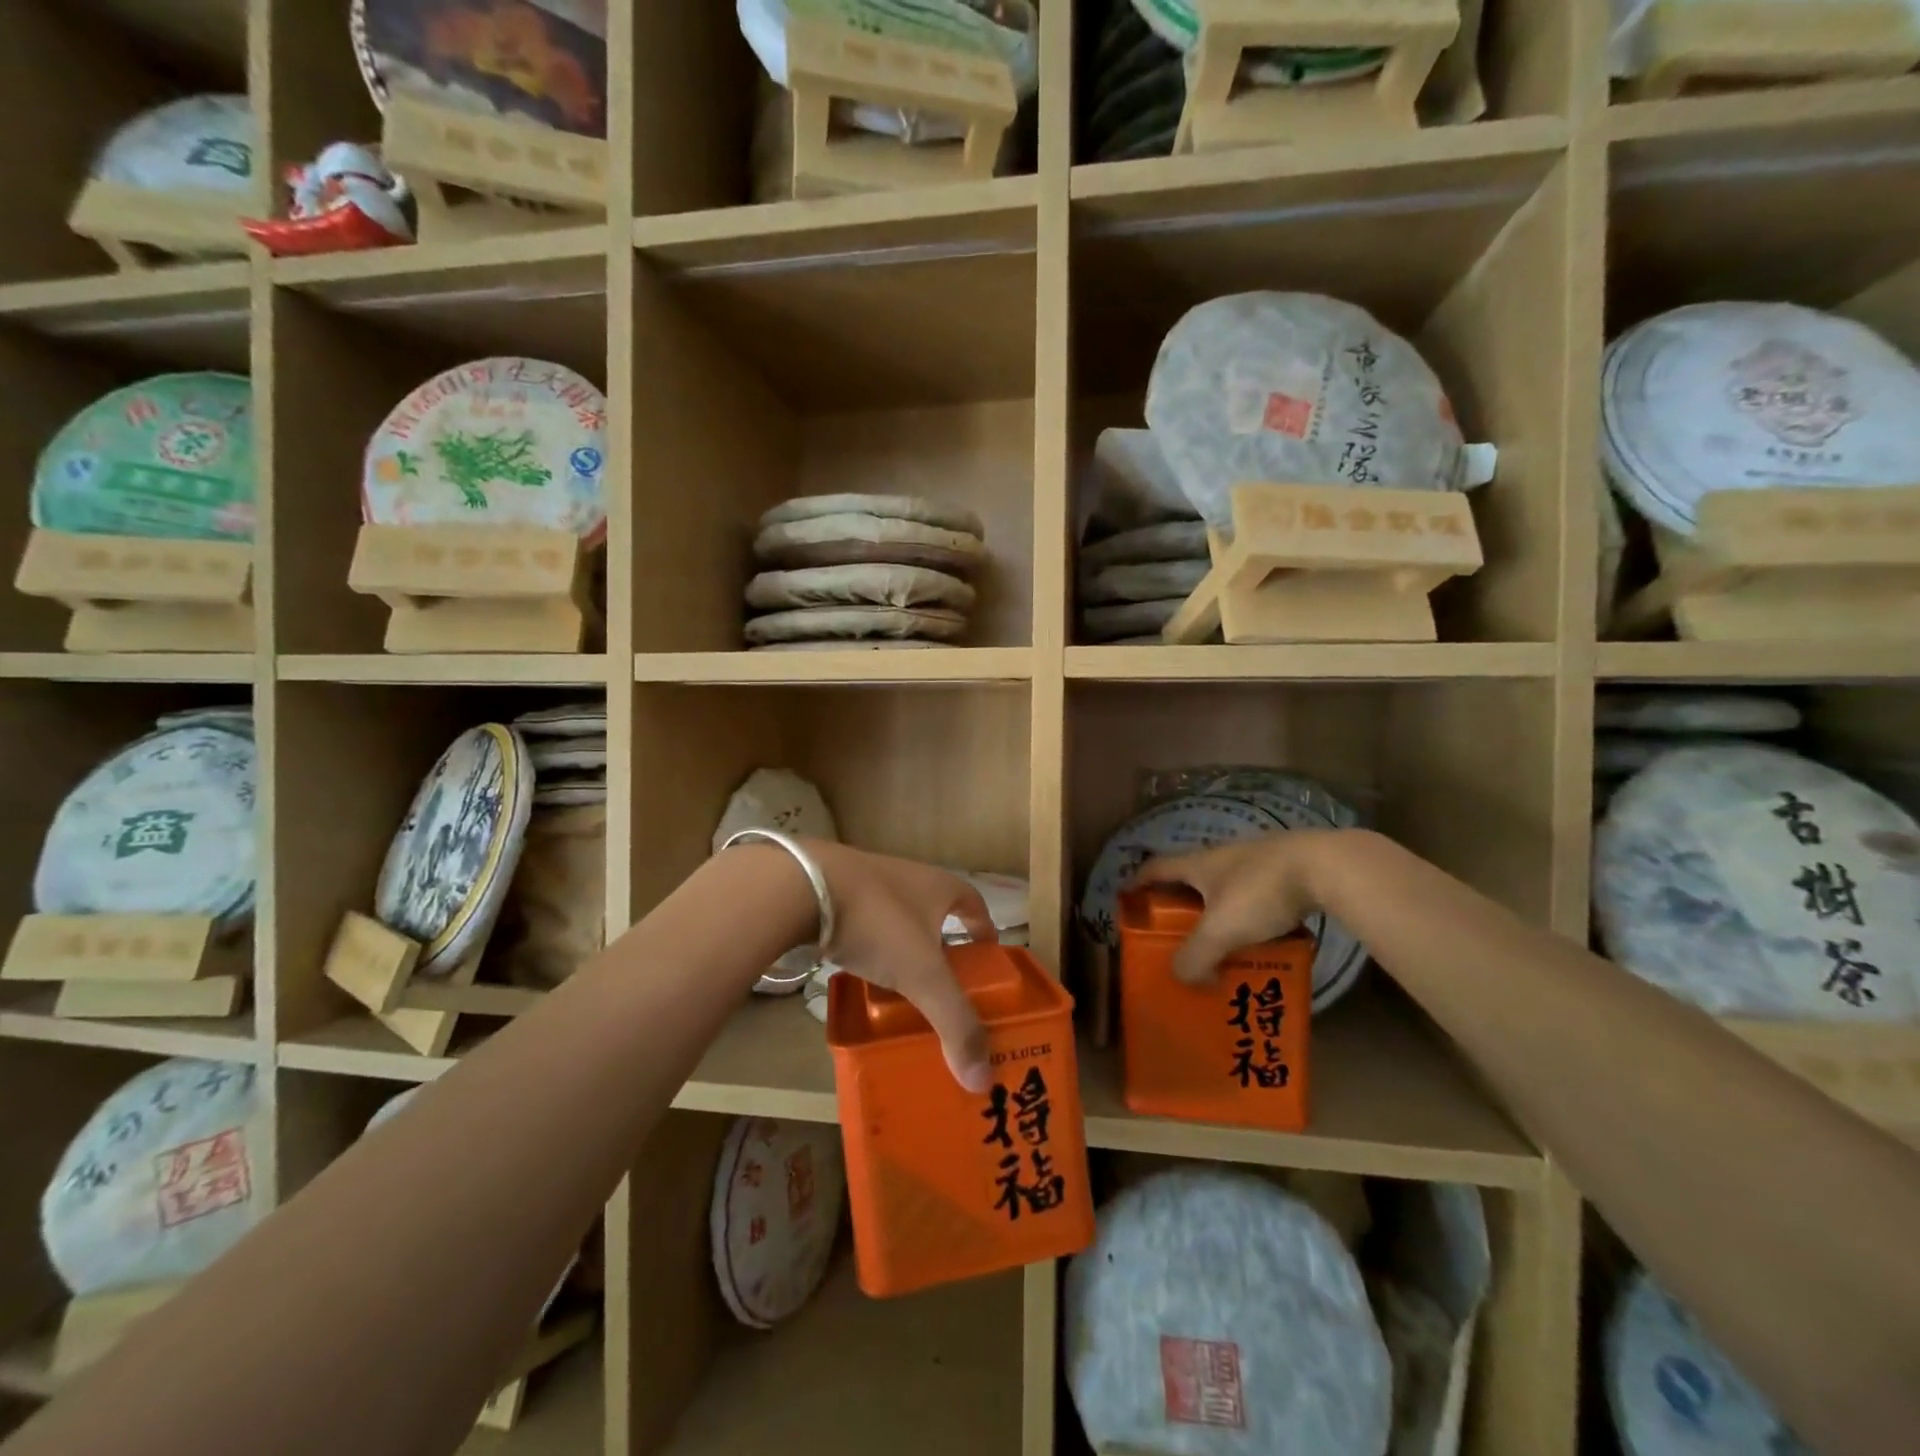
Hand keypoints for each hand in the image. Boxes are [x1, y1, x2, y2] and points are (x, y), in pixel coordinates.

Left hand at [804, 841, 997, 1091]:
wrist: (803, 886)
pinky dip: (871, 949)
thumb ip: (954, 1023)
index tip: (987, 960)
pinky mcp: (836, 894)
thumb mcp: (922, 976)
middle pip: (937, 914)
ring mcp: (870, 882)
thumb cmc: (879, 922)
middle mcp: (909, 878)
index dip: (984, 931)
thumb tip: (982, 1080)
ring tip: (905, 989)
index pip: (975, 904)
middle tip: (946, 987)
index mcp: (940, 887)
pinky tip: (863, 975)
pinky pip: (866, 926)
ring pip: (900, 921)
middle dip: (943, 948)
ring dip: (905, 950)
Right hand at [1128, 831, 1333, 983]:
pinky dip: (1252, 919)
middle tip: (1176, 937)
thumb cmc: (1261, 891)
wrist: (1327, 866)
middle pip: (1190, 881)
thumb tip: (1182, 977)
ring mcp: (1256, 862)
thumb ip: (1196, 957)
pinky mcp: (1286, 872)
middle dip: (1180, 908)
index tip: (1127, 900)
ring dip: (1218, 916)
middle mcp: (1221, 858)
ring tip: (1221, 948)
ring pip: (1226, 891)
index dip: (1137, 883)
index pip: (1155, 869)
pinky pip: (1257, 898)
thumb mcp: (1221, 929)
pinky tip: (1264, 942)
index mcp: (1197, 865)